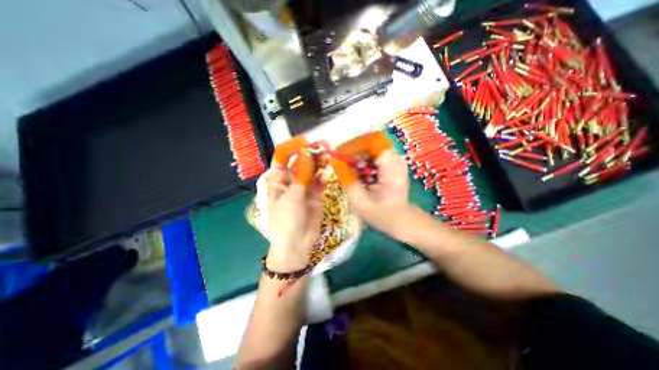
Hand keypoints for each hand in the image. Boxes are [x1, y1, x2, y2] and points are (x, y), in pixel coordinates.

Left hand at [264, 151, 322, 271]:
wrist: (297, 243)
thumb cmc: (286, 220)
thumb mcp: (292, 196)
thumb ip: (301, 175)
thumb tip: (307, 153)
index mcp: (278, 179)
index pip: (283, 158)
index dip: (292, 148)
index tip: (304, 142)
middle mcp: (292, 180)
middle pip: (301, 162)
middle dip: (310, 153)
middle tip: (323, 144)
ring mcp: (305, 187)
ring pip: (312, 170)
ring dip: (319, 162)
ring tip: (328, 154)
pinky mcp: (316, 194)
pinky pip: (320, 181)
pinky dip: (323, 176)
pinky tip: (326, 173)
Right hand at [340, 150, 410, 239]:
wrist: (400, 219)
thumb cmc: (381, 214)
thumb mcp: (360, 201)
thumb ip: (347, 179)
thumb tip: (334, 161)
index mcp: (392, 169)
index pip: (372, 144)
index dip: (354, 146)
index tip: (340, 154)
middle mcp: (396, 159)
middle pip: (371, 145)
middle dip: (354, 152)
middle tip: (343, 163)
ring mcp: (396, 160)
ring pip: (372, 149)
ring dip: (359, 157)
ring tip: (351, 170)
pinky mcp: (394, 163)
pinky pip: (375, 155)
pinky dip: (364, 161)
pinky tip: (360, 173)